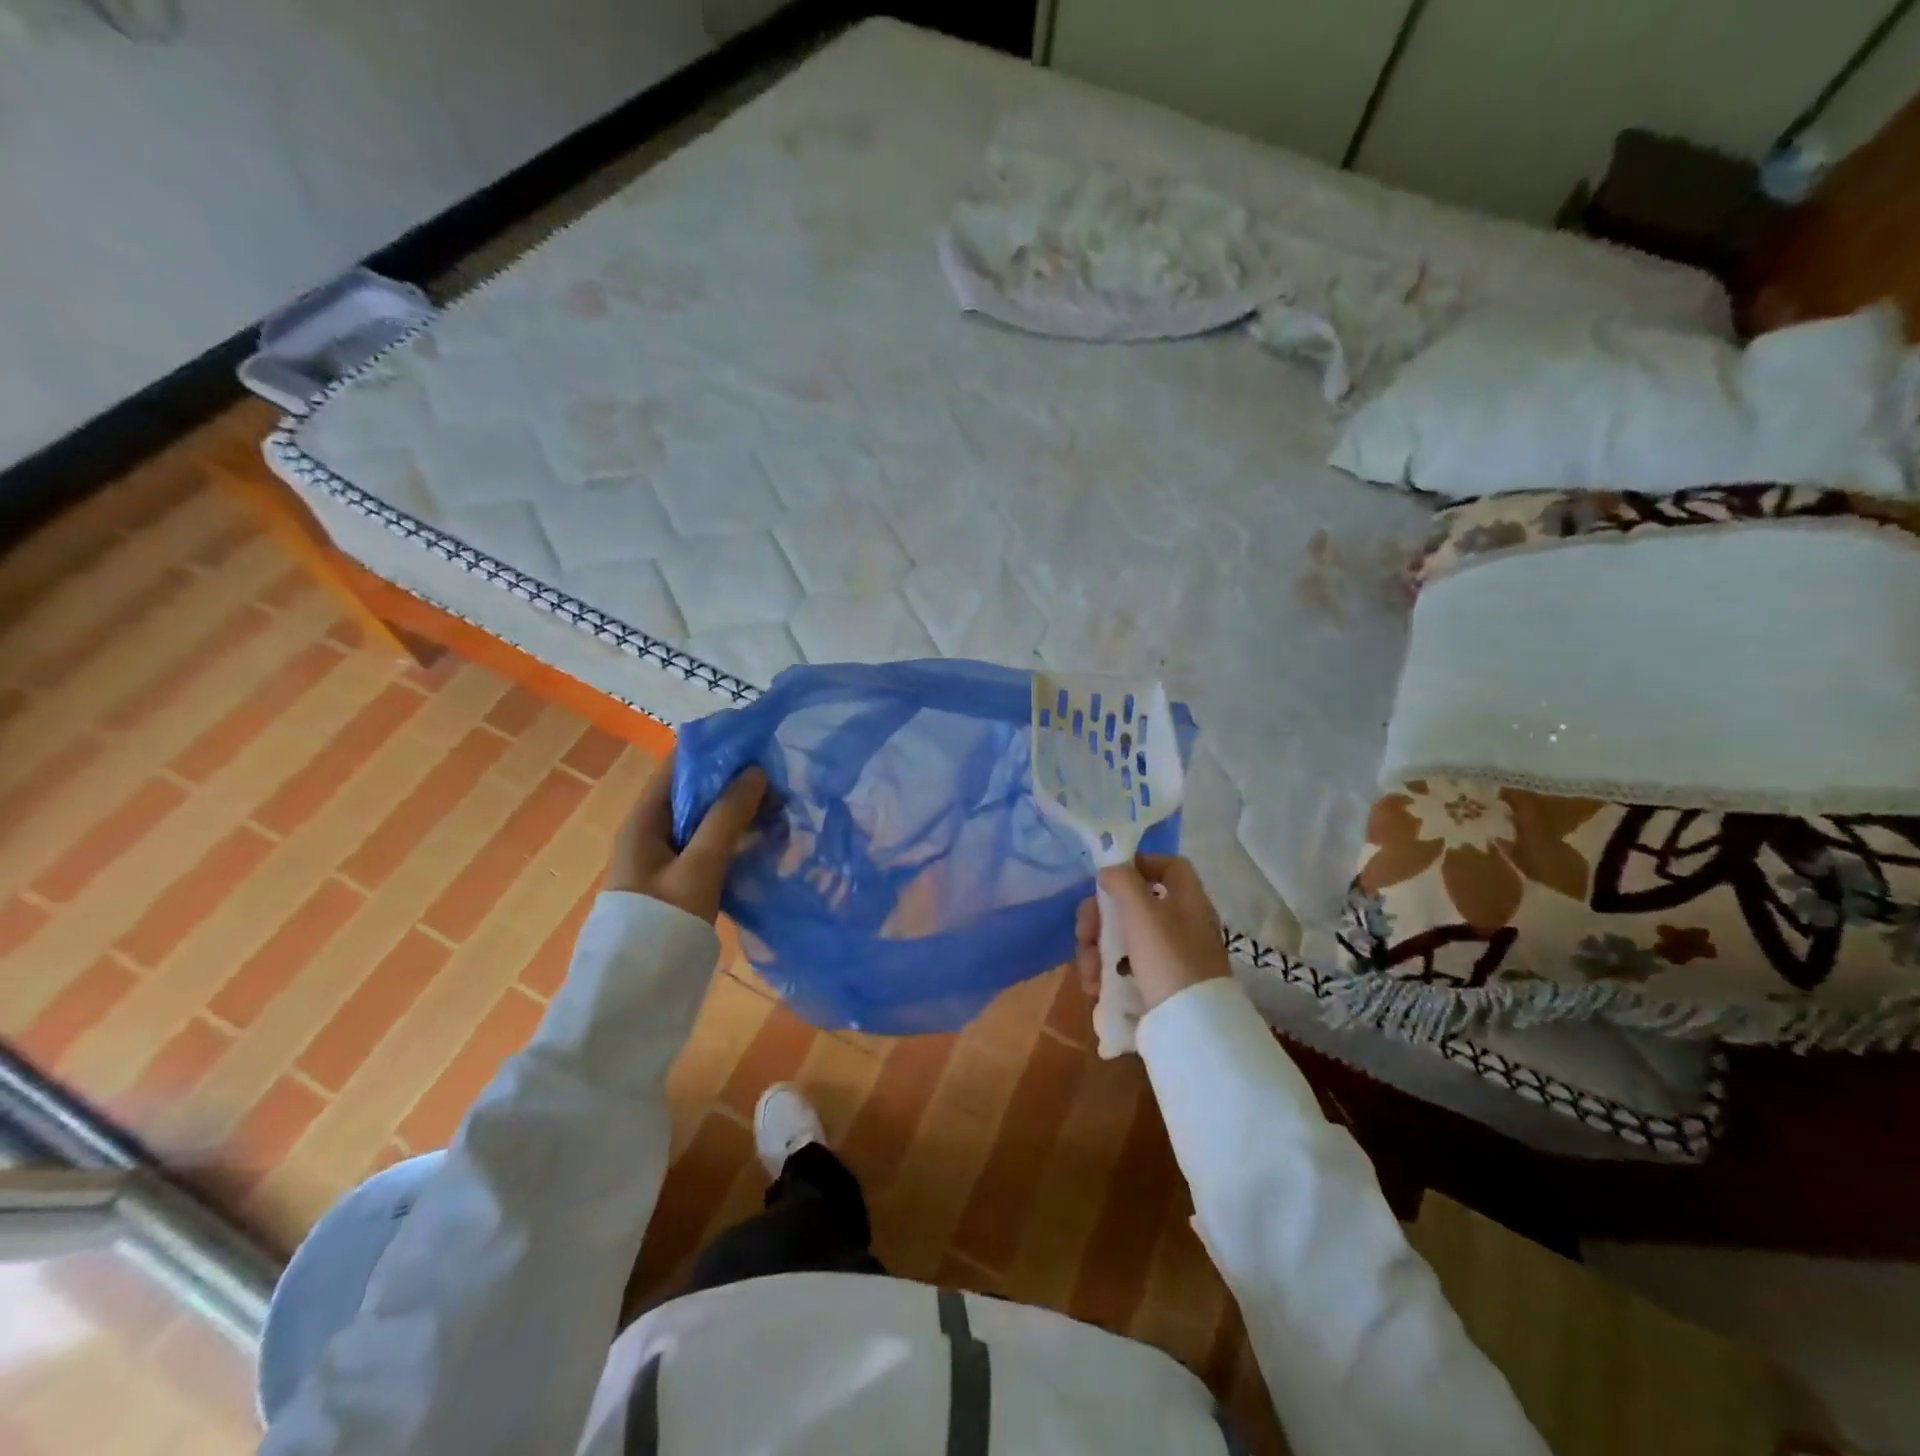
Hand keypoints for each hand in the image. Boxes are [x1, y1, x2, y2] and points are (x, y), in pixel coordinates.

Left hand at [605, 751, 766, 922]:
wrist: (639, 987)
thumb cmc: (663, 920)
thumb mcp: (699, 866)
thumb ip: (727, 818)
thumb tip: (756, 771)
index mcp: (644, 819)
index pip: (678, 765)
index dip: (715, 748)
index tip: (756, 741)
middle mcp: (653, 830)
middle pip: (695, 790)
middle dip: (734, 779)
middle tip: (779, 774)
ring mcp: (667, 855)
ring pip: (707, 817)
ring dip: (739, 807)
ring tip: (781, 801)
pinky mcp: (682, 876)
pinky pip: (711, 842)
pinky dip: (736, 833)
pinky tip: (767, 834)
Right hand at [1074, 854, 1230, 1013]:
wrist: (1192, 1028)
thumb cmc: (1168, 959)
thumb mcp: (1142, 913)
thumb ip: (1123, 882)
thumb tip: (1110, 869)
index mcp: (1187, 900)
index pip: (1169, 866)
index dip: (1139, 864)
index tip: (1109, 879)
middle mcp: (1181, 924)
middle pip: (1134, 904)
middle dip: (1100, 919)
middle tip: (1083, 934)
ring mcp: (1171, 956)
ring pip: (1124, 937)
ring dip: (1096, 949)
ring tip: (1087, 973)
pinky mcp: (1159, 984)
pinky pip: (1126, 966)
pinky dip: (1107, 972)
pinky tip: (1095, 987)